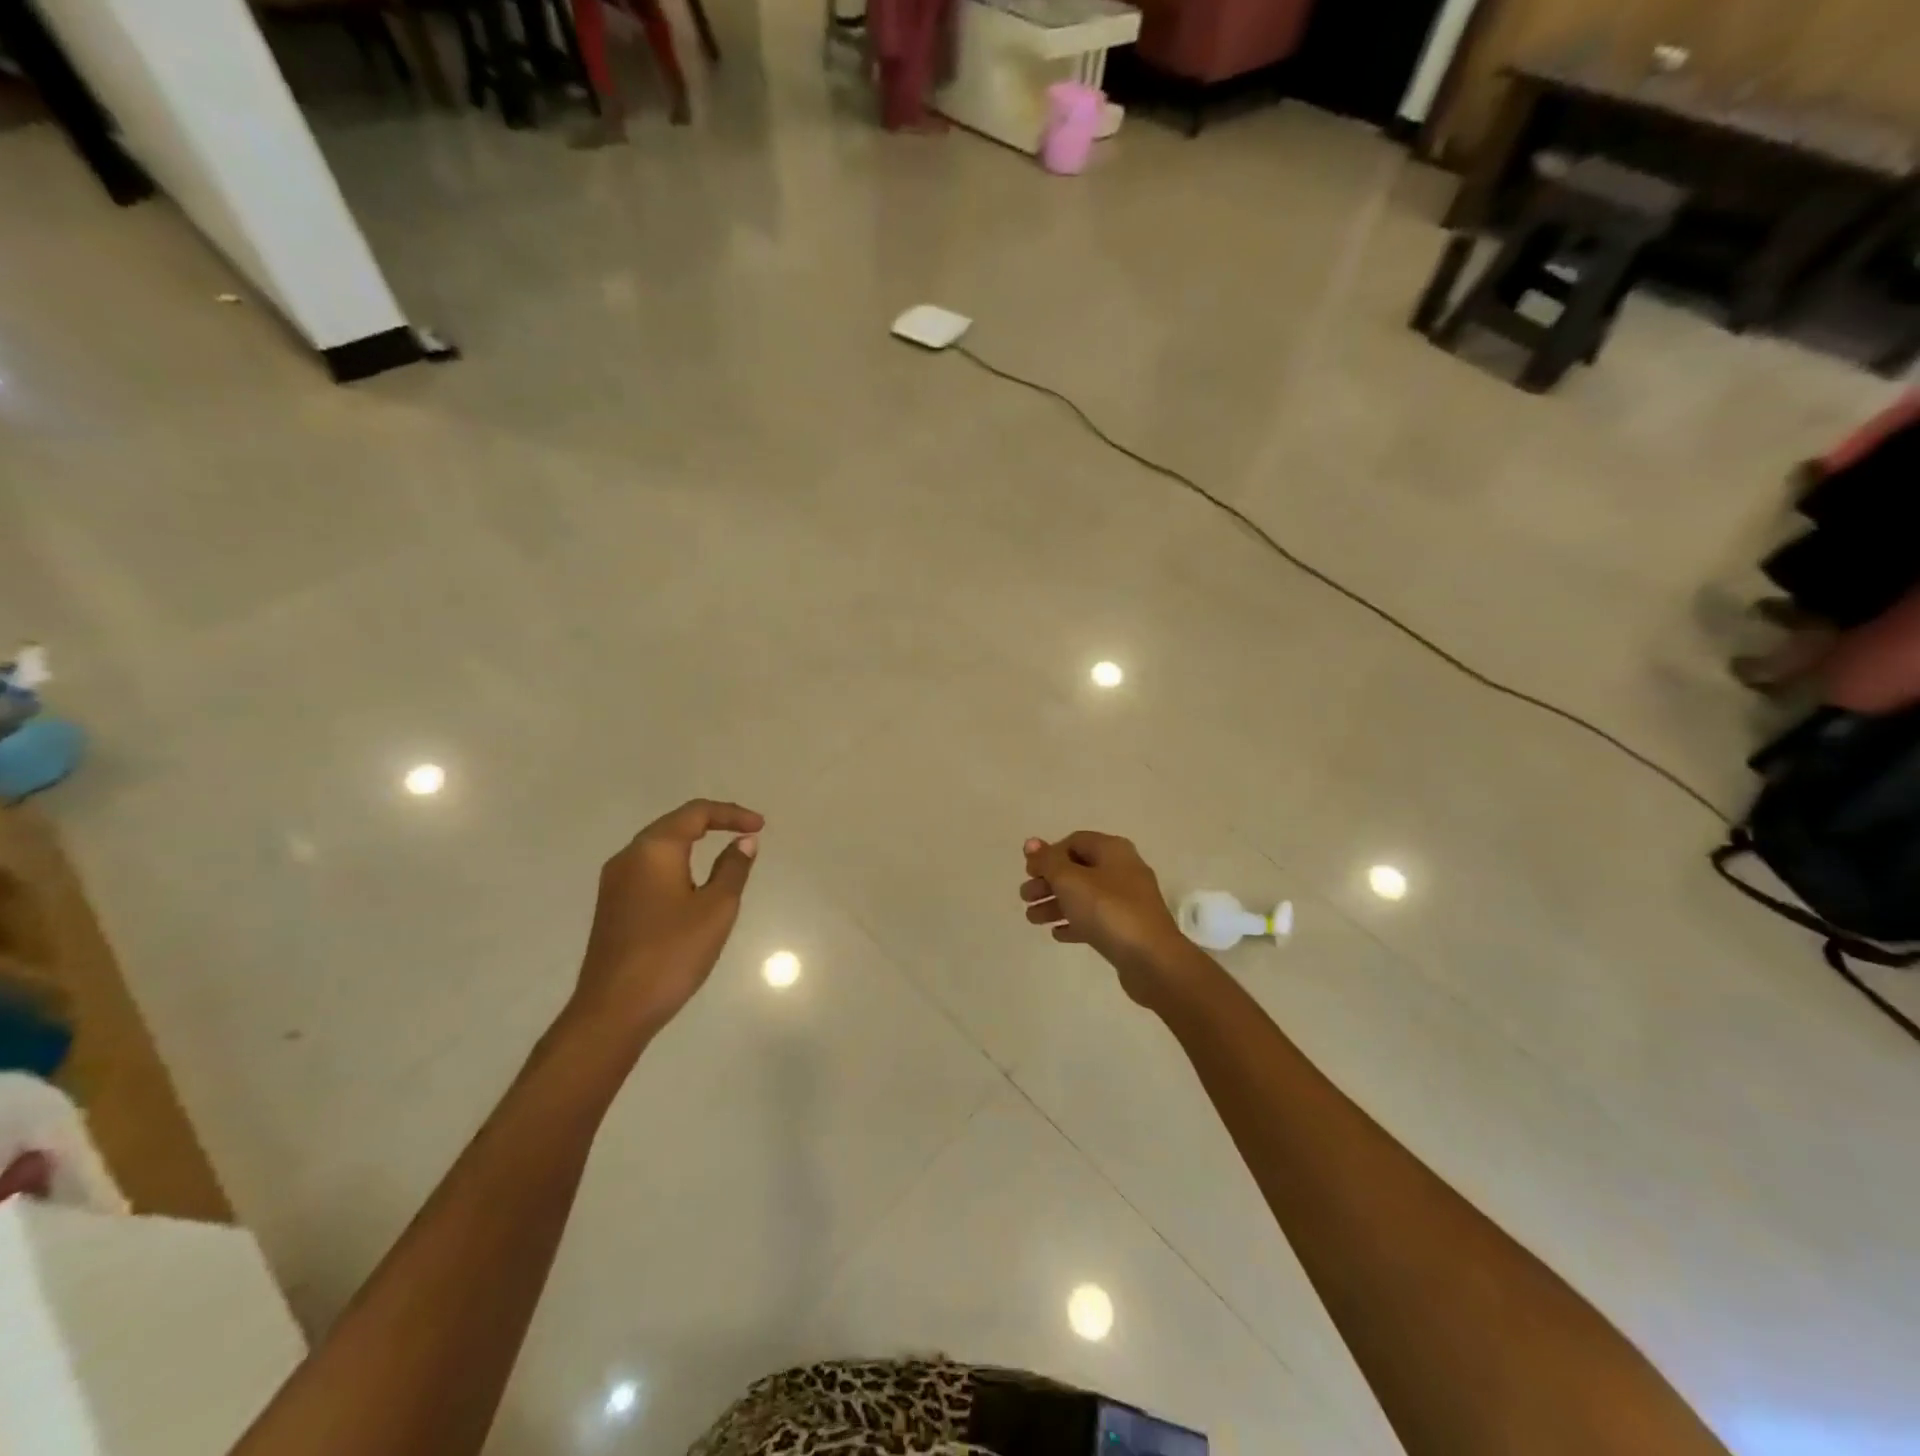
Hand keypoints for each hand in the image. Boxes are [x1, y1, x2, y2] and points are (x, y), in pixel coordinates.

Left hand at [571, 799, 762, 1043]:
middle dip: (712, 822)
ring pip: (659, 846)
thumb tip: (743, 841)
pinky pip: (649, 868)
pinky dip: (677, 863)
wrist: (614, 1010)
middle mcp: (629, 856)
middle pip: (674, 824)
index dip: (731, 813)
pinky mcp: (612, 905)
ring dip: (693, 842)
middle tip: (746, 832)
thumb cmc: (672, 953)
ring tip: (724, 853)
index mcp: (654, 850)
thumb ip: (733, 868)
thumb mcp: (716, 908)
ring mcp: (615, 882)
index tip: (761, 826)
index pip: (696, 813)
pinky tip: (693, 883)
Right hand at [1020, 832, 1194, 1011]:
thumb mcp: (1070, 881)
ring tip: (1032, 920)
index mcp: (1112, 850)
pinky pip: (1096, 919)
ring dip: (1056, 904)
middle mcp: (1123, 869)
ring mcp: (1128, 900)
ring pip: (1084, 896)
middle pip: (1077, 869)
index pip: (1074, 842)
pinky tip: (1057, 934)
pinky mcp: (1128, 928)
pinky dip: (1075, 922)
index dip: (1049, 855)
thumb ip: (1048, 861)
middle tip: (1025, 898)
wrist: (1152, 960)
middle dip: (1048, 882)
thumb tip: (1031, 843)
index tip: (1029, 873)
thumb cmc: (1108, 911)